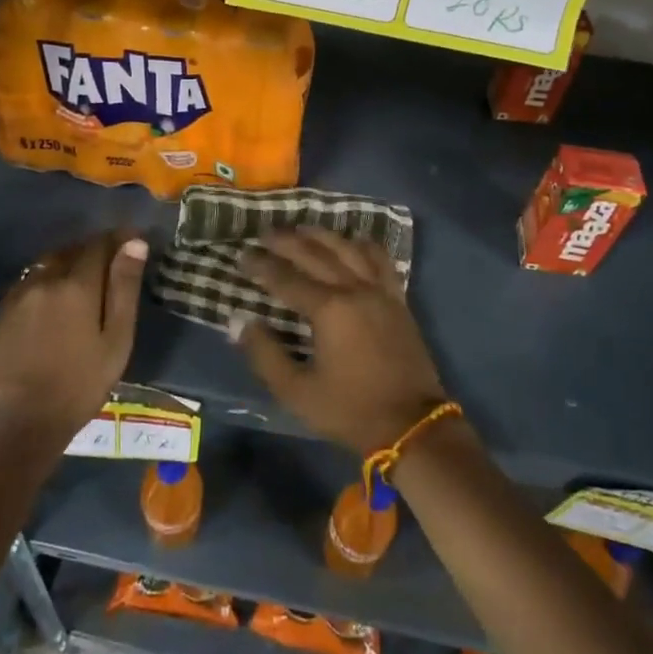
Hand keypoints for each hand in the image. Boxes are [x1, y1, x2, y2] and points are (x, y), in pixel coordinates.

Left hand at [0, 231, 146, 450]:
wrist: (21, 421)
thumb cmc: (80, 384)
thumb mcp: (116, 339)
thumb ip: (124, 288)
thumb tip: (135, 244)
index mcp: (78, 284)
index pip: (99, 244)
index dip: (117, 239)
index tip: (132, 240)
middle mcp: (46, 279)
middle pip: (72, 250)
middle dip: (92, 250)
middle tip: (109, 264)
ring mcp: (20, 294)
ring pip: (48, 263)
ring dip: (67, 263)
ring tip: (81, 280)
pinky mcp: (3, 311)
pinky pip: (29, 281)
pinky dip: (46, 280)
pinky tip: (52, 300)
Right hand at [231, 228, 447, 455]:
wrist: (411, 425)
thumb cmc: (350, 410)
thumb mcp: (298, 392)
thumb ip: (265, 355)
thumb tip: (241, 322)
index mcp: (329, 309)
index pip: (286, 278)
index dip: (261, 266)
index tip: (242, 255)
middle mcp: (354, 289)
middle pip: (315, 254)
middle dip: (287, 242)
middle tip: (265, 233)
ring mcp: (380, 291)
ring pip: (348, 249)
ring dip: (322, 235)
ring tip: (302, 228)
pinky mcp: (398, 299)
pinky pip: (380, 260)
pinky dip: (363, 245)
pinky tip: (353, 241)